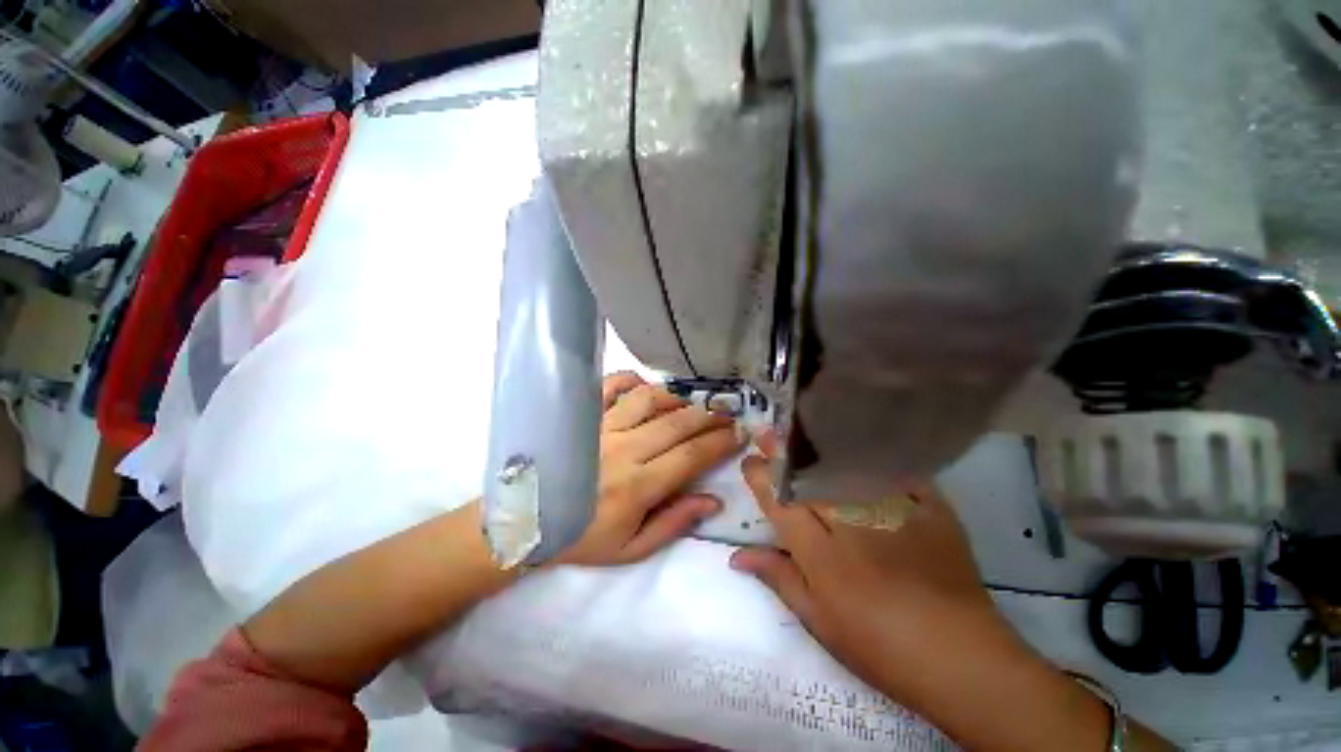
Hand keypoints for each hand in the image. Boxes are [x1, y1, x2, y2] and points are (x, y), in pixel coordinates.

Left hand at [557, 373, 740, 566]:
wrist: (526, 522)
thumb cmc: (581, 537)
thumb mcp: (631, 549)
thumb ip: (673, 523)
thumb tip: (713, 500)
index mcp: (636, 486)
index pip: (690, 456)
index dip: (719, 443)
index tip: (739, 433)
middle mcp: (622, 449)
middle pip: (676, 423)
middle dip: (709, 416)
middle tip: (728, 413)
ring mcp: (600, 427)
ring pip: (649, 399)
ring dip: (677, 398)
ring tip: (692, 403)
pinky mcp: (582, 415)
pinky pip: (611, 386)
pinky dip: (632, 380)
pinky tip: (646, 387)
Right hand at [729, 453, 1014, 703]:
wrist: (961, 658)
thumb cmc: (879, 647)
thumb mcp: (819, 621)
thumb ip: (778, 578)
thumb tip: (737, 555)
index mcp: (821, 553)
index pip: (779, 502)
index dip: (760, 477)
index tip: (750, 461)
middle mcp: (851, 522)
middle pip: (809, 476)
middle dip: (783, 452)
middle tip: (767, 432)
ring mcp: (892, 510)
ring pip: (846, 466)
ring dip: (817, 448)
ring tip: (798, 430)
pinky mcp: (929, 508)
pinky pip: (895, 471)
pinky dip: (874, 456)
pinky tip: (859, 442)